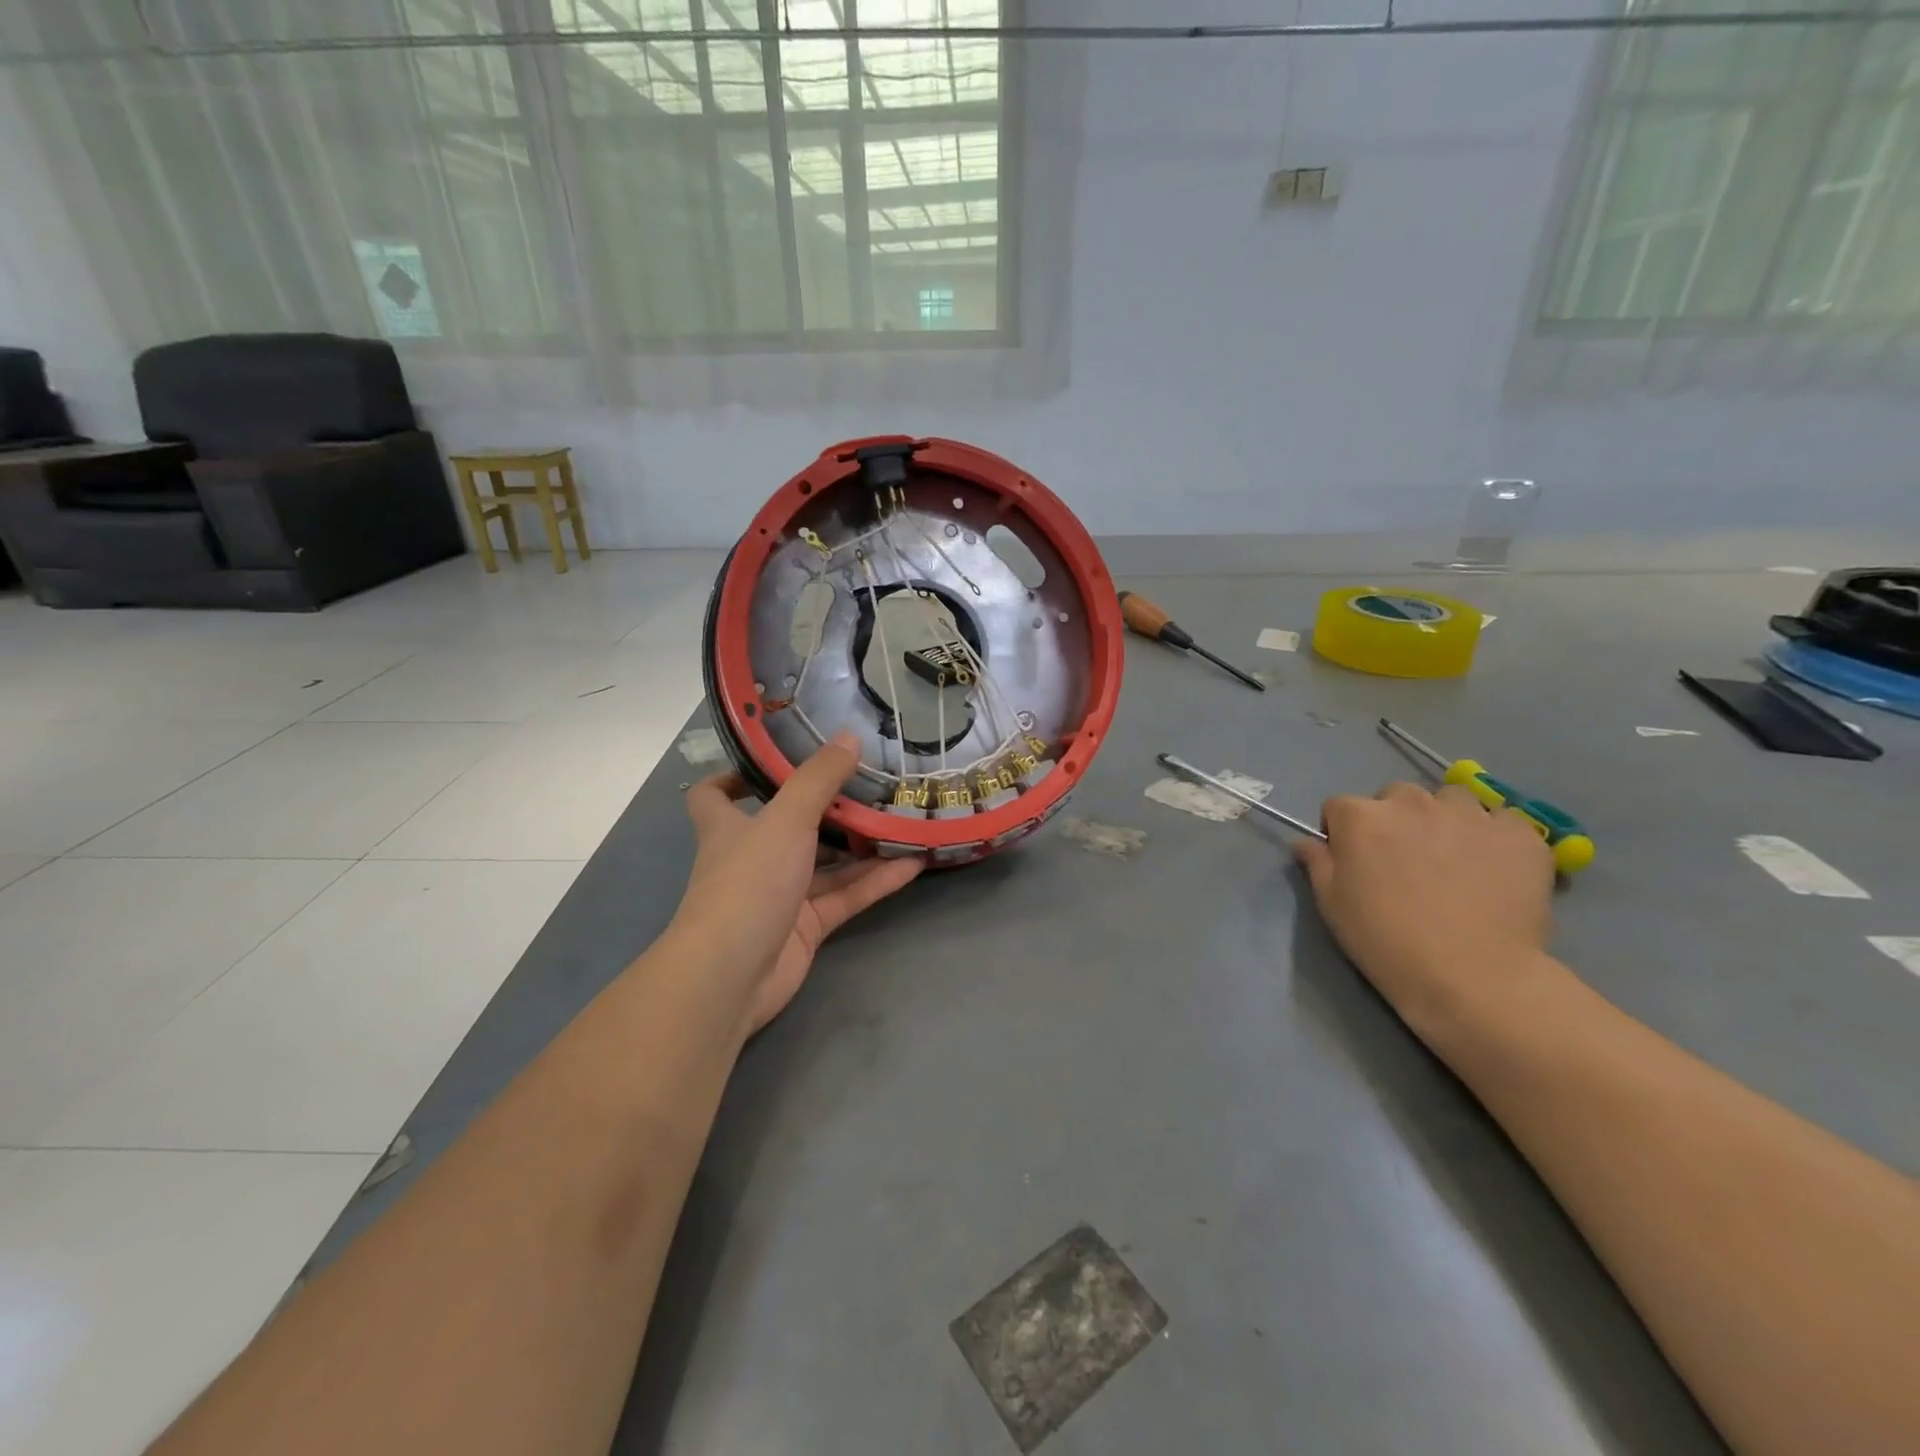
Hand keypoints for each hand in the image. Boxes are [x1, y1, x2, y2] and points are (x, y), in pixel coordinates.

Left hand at [672, 732, 922, 1035]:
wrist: (732, 977)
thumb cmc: (747, 883)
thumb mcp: (785, 819)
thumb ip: (819, 779)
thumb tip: (849, 735)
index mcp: (729, 827)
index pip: (715, 794)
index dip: (736, 774)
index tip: (776, 757)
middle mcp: (753, 857)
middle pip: (789, 824)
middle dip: (827, 805)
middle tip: (870, 779)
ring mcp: (780, 894)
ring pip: (826, 863)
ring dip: (862, 844)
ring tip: (903, 816)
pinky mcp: (806, 927)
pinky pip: (846, 896)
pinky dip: (876, 880)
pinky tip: (914, 862)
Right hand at [1293, 782, 1555, 1039]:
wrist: (1471, 977)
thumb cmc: (1385, 941)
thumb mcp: (1332, 905)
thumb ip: (1317, 863)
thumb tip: (1305, 842)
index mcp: (1361, 817)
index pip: (1339, 807)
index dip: (1343, 833)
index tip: (1354, 861)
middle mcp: (1411, 802)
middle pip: (1396, 796)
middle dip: (1397, 821)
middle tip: (1407, 862)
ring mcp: (1469, 814)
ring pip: (1451, 801)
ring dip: (1447, 821)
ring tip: (1457, 861)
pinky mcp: (1519, 834)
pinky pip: (1504, 822)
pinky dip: (1497, 838)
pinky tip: (1497, 870)